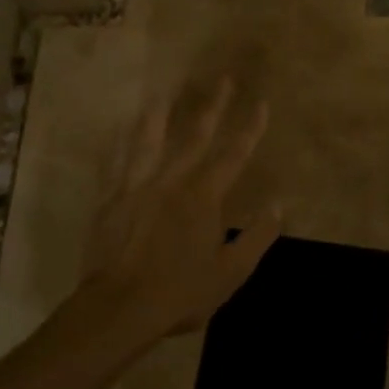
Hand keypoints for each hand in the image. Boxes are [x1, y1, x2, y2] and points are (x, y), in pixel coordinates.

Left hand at [76, 79, 281, 341]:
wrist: (119, 308)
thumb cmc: (181, 292)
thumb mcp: (231, 272)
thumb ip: (257, 237)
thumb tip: (278, 206)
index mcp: (204, 196)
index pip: (235, 154)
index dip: (250, 128)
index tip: (261, 103)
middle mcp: (173, 181)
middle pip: (196, 136)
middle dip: (213, 106)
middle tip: (222, 79)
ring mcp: (138, 187)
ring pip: (150, 141)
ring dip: (160, 116)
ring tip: (163, 94)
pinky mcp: (111, 201)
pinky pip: (116, 165)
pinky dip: (119, 147)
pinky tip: (117, 133)